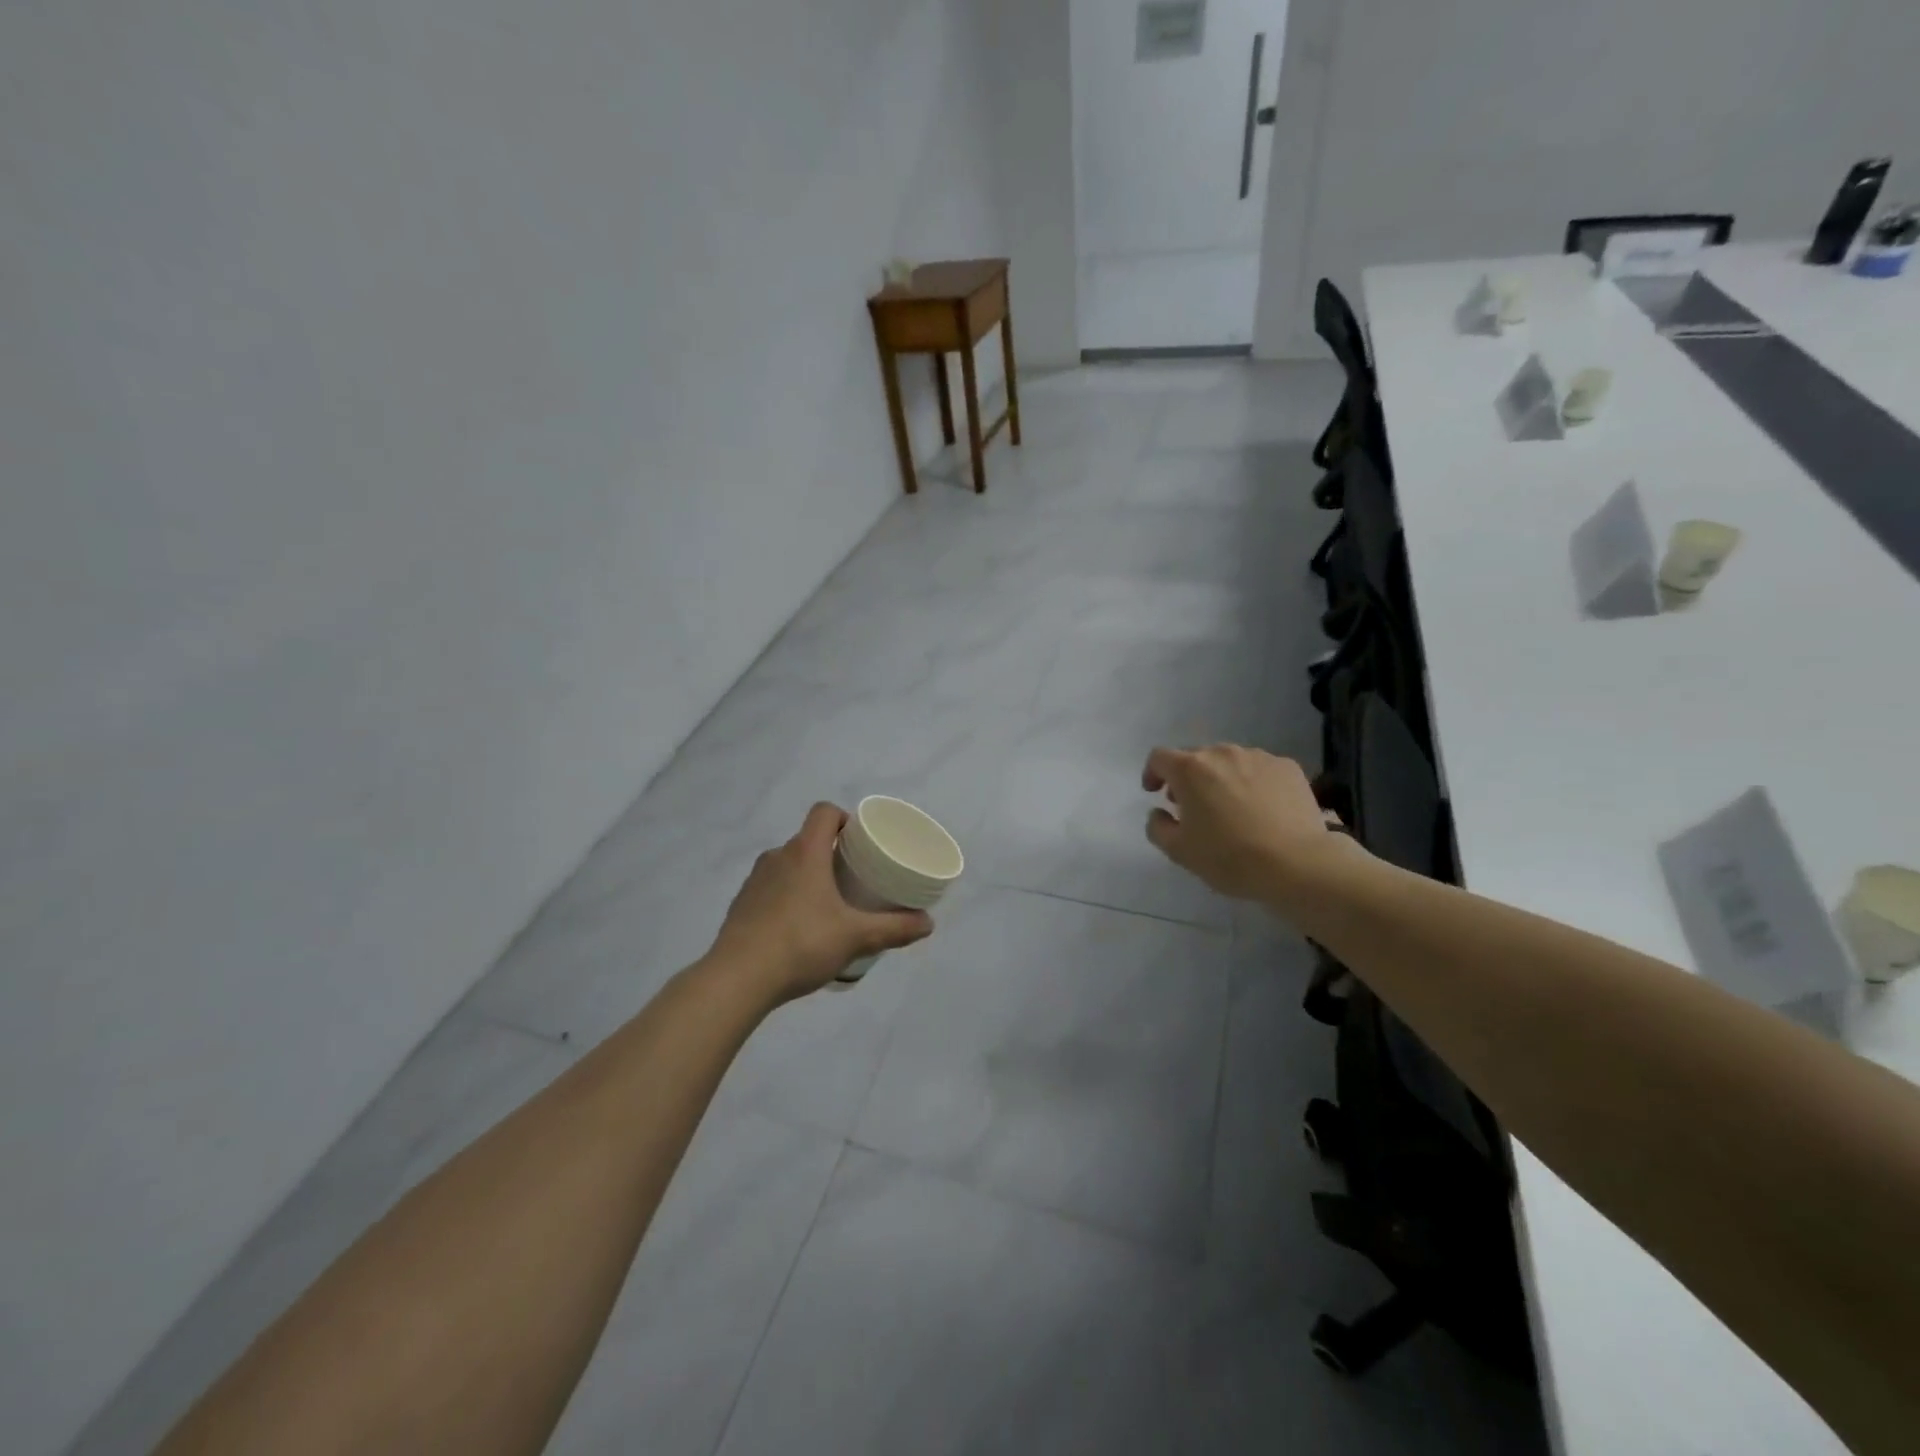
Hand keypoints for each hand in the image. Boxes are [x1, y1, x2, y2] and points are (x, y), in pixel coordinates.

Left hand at [708, 803, 934, 1003]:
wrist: (737, 979)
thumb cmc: (801, 944)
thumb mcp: (855, 937)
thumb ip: (894, 928)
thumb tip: (928, 923)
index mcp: (805, 852)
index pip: (824, 812)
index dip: (844, 818)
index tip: (859, 841)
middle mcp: (777, 857)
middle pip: (807, 840)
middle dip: (830, 853)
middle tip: (853, 878)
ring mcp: (754, 881)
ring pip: (787, 865)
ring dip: (807, 876)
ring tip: (827, 905)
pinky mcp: (740, 905)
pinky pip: (770, 889)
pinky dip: (786, 898)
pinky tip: (798, 929)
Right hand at [1142, 744, 1360, 902]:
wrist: (1297, 863)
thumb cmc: (1229, 857)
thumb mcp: (1179, 851)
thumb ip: (1158, 826)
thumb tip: (1159, 812)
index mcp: (1190, 769)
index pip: (1160, 757)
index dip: (1152, 772)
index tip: (1155, 793)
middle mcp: (1222, 753)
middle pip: (1196, 757)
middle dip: (1188, 778)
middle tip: (1193, 807)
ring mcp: (1258, 757)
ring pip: (1230, 762)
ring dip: (1222, 779)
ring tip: (1232, 809)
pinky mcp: (1288, 767)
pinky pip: (1260, 769)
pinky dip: (1253, 783)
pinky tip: (1262, 810)